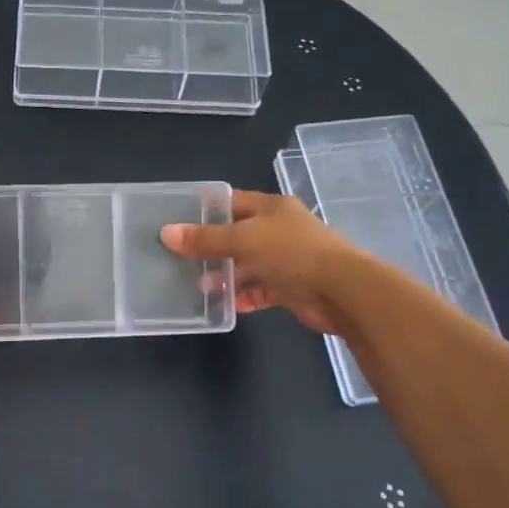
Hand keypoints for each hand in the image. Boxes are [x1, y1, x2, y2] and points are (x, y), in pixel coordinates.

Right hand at [161, 189, 363, 335]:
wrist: (342, 291)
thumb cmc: (292, 253)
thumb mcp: (243, 240)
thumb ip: (205, 239)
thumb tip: (166, 233)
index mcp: (271, 208)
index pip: (232, 202)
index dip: (206, 209)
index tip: (178, 220)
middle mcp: (279, 230)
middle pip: (238, 234)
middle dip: (212, 247)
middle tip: (180, 258)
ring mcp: (286, 259)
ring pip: (248, 265)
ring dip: (226, 275)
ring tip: (199, 285)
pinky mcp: (291, 287)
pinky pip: (261, 290)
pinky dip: (244, 296)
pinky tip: (224, 305)